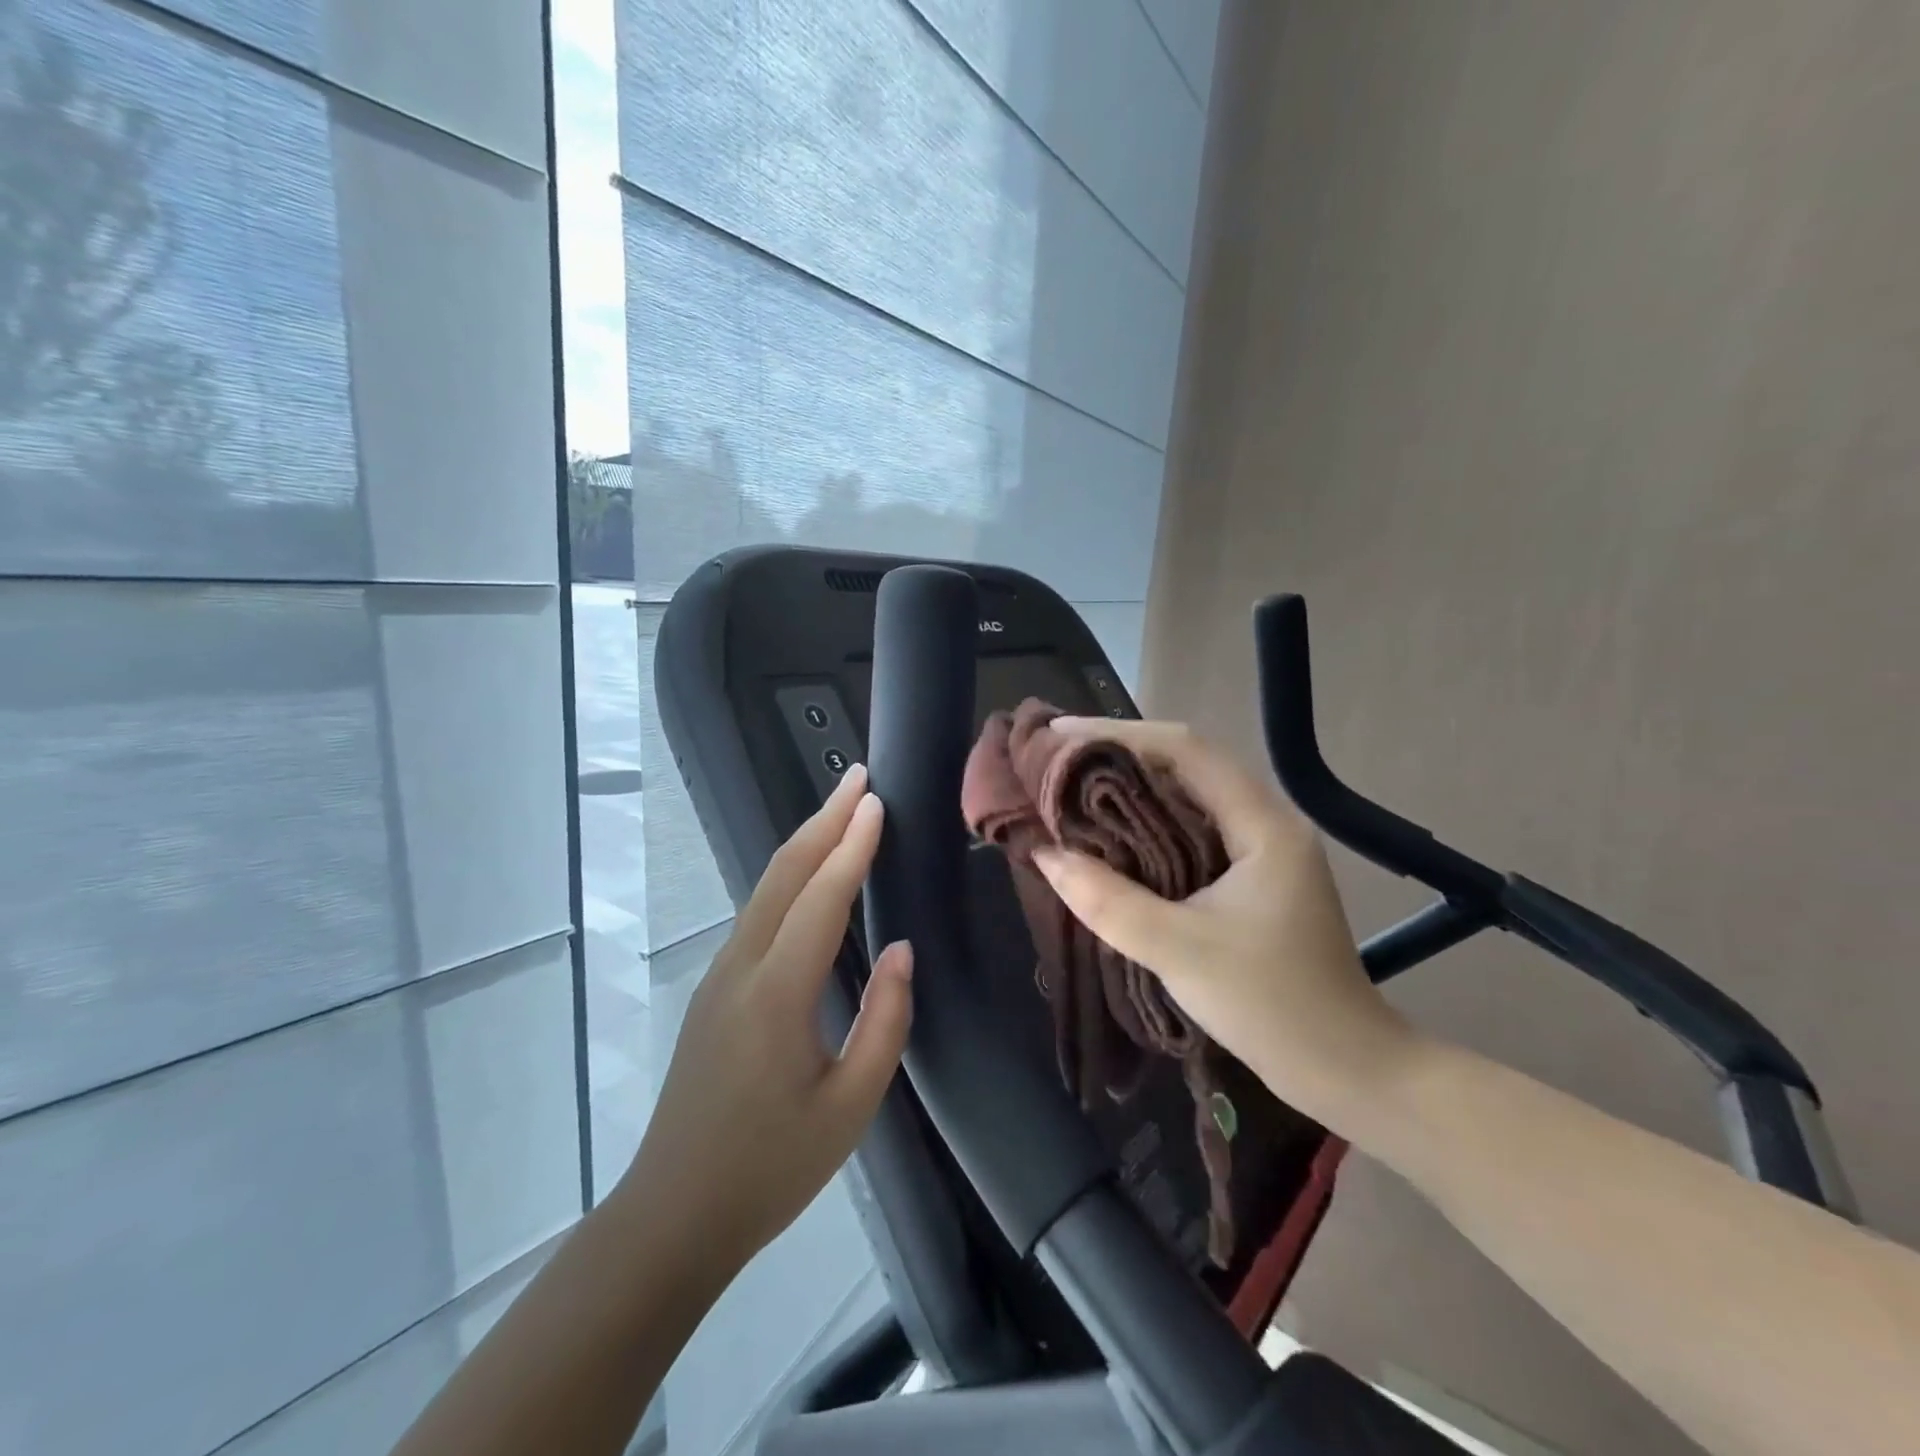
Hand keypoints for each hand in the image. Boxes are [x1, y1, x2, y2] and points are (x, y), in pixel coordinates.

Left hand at [617, 765, 911, 1271]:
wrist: (673, 1215)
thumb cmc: (770, 1168)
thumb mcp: (850, 1107)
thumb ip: (883, 1021)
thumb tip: (900, 949)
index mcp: (776, 996)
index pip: (820, 900)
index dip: (851, 847)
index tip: (876, 802)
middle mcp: (740, 969)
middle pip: (782, 875)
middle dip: (822, 821)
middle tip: (857, 779)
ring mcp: (719, 976)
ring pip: (764, 890)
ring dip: (804, 844)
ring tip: (841, 813)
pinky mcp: (714, 990)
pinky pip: (757, 915)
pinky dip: (789, 878)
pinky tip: (810, 876)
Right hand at [1032, 719, 1416, 1116]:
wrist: (1344, 1068)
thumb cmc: (1270, 1005)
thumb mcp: (1179, 951)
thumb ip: (1109, 901)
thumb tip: (1046, 855)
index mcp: (1263, 824)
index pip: (1186, 750)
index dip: (1119, 733)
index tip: (1059, 733)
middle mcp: (1266, 822)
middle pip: (1186, 763)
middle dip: (1120, 753)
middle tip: (1057, 758)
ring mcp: (1262, 850)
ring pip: (1188, 796)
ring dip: (1133, 787)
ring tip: (1073, 785)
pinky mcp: (1252, 878)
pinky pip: (1192, 829)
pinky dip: (1148, 822)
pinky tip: (1112, 833)